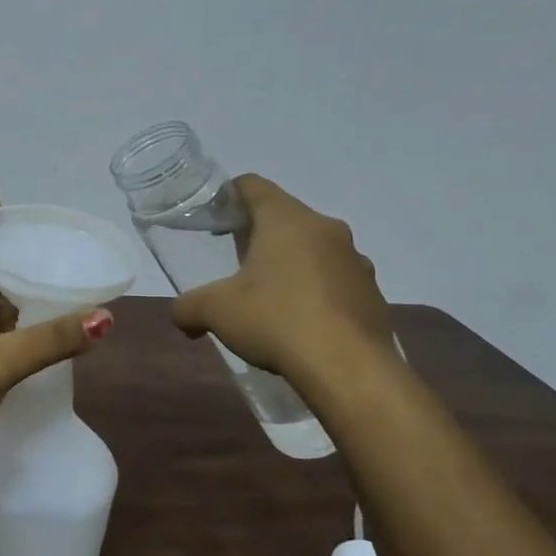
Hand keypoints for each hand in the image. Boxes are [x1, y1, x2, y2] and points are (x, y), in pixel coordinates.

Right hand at [169, 175, 392, 393]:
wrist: (348, 369)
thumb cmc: (276, 320)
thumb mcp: (215, 311)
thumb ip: (188, 307)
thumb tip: (182, 317)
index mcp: (287, 220)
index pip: (253, 186)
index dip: (229, 195)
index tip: (215, 217)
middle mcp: (326, 230)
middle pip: (285, 217)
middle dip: (259, 235)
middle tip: (235, 262)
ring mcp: (356, 262)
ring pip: (314, 249)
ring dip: (291, 264)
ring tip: (269, 297)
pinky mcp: (373, 295)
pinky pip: (336, 281)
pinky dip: (316, 292)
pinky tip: (300, 323)